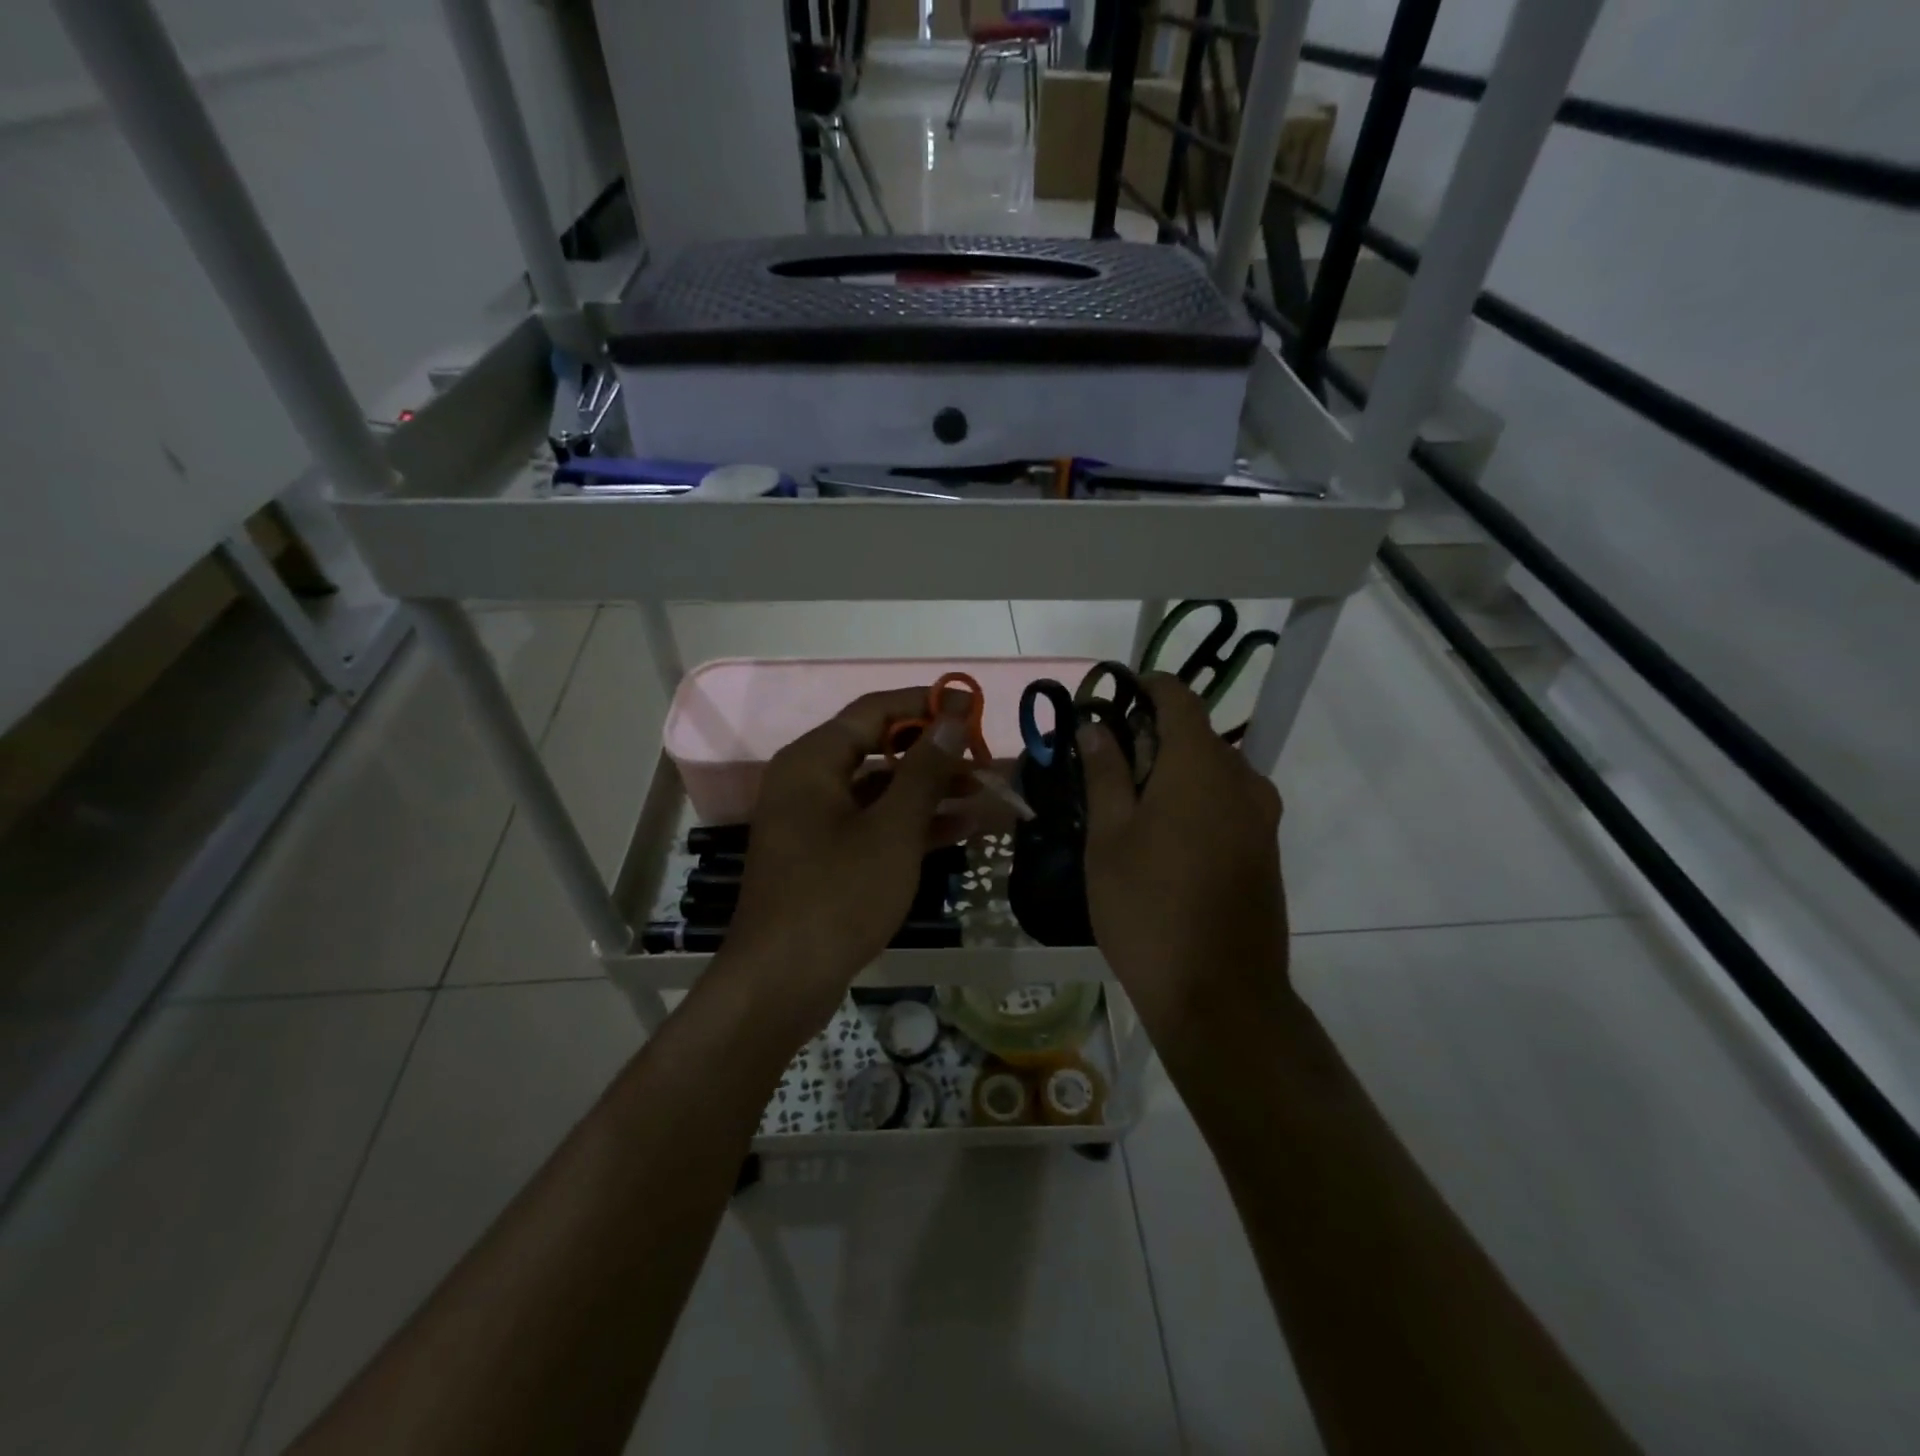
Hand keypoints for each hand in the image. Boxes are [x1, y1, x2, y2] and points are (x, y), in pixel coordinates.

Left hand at [717, 687, 971, 1035]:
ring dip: (931, 791)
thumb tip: (953, 716)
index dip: (926, 704)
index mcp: (813, 760)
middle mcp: (809, 780)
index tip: (973, 708)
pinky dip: (912, 823)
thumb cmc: (838, 895)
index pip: (875, 709)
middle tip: (985, 760)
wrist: (781, 982)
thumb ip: (925, 770)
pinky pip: (873, 823)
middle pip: (879, 748)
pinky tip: (961, 828)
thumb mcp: (892, 829)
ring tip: (987, 794)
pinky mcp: (825, 854)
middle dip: (935, 754)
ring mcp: (815, 820)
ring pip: (881, 790)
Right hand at [1078, 674, 1289, 1056]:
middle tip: (1104, 771)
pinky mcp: (1267, 849)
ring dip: (1171, 774)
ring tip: (1127, 811)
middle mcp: (1243, 779)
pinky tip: (1162, 843)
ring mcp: (1261, 816)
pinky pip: (1227, 803)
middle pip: (1195, 735)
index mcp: (1201, 765)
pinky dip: (1194, 802)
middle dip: (1150, 739)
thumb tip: (1096, 725)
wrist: (1220, 996)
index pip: (1178, 696)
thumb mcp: (1110, 838)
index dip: (1143, 688)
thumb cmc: (1148, 909)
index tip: (1108, 703)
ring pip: (1211, 771)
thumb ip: (1105, 773)